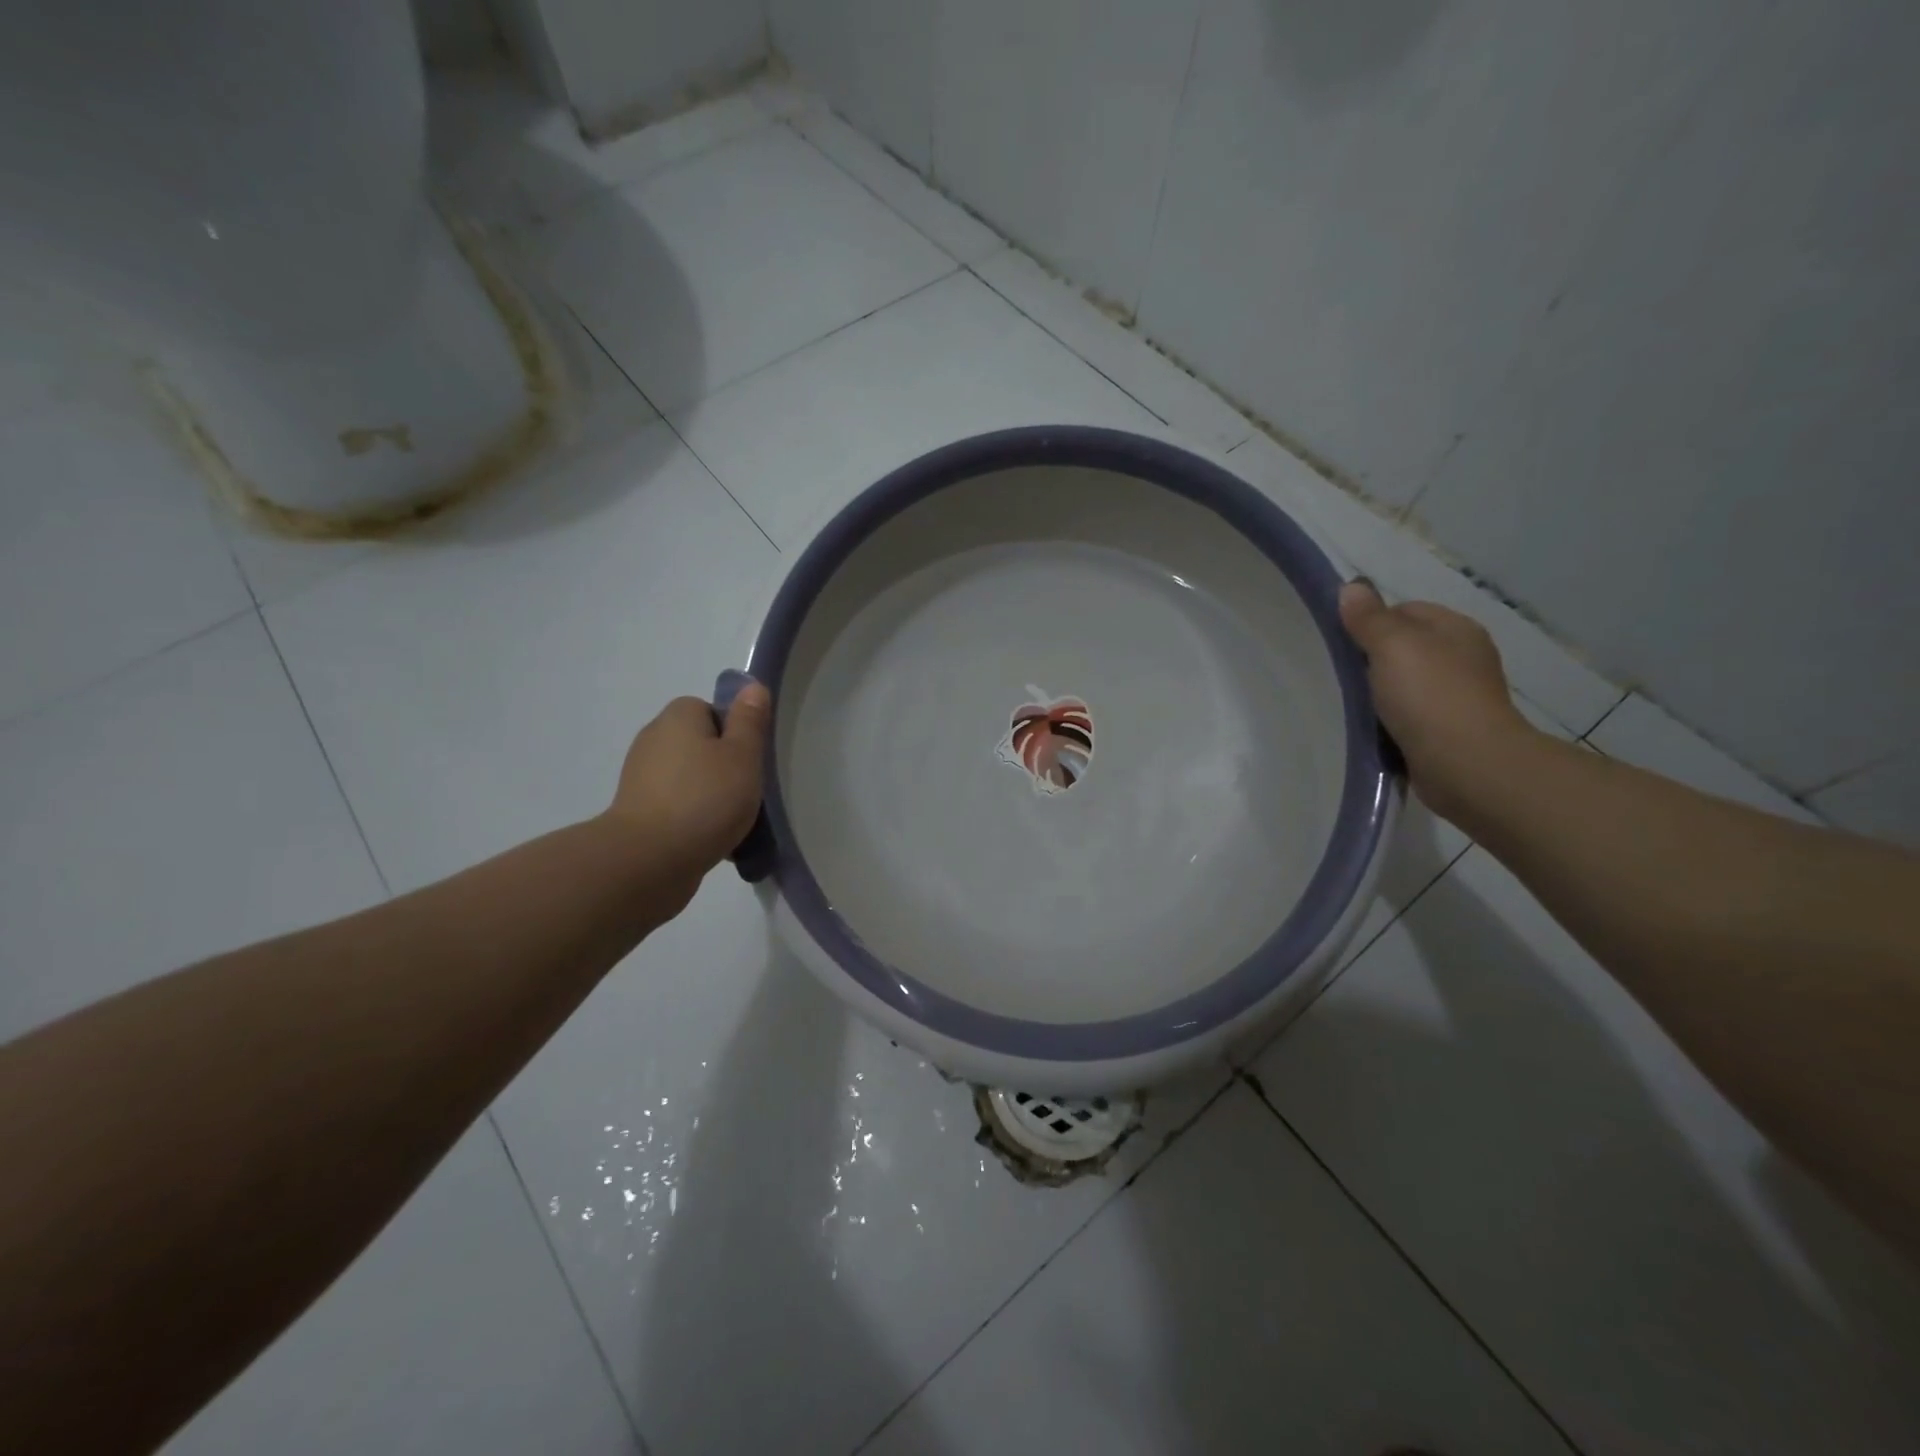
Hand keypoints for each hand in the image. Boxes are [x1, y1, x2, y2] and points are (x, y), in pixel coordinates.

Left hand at [605, 684, 771, 903]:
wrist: (649, 861)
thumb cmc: (704, 799)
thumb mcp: (742, 755)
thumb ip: (750, 721)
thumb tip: (751, 687)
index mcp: (677, 717)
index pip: (711, 711)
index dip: (734, 733)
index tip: (749, 760)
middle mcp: (653, 740)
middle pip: (701, 745)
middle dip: (724, 767)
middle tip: (747, 791)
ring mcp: (641, 779)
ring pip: (691, 779)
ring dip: (711, 797)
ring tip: (733, 822)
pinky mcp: (638, 814)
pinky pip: (677, 808)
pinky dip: (695, 820)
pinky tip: (713, 841)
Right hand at [1338, 580, 1537, 822]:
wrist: (1467, 765)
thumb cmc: (1430, 696)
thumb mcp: (1392, 646)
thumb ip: (1369, 617)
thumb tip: (1352, 586)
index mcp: (1456, 629)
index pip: (1406, 611)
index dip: (1373, 622)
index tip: (1347, 645)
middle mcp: (1464, 658)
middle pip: (1406, 648)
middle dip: (1375, 660)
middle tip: (1346, 676)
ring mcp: (1460, 697)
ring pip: (1407, 684)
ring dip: (1383, 694)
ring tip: (1356, 706)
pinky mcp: (1451, 731)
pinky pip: (1412, 716)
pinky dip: (1393, 721)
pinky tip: (1376, 730)